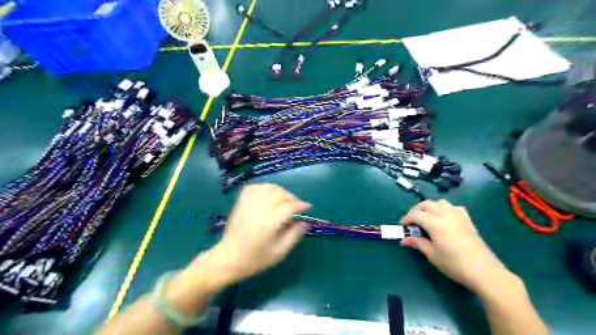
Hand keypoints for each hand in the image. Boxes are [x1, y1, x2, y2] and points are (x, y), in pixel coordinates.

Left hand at [209, 185, 312, 283]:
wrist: (229, 258)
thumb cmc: (255, 259)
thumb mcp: (279, 253)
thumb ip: (294, 236)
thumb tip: (303, 222)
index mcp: (269, 223)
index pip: (289, 207)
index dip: (301, 205)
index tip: (308, 207)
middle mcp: (259, 209)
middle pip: (280, 194)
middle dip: (292, 198)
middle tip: (297, 205)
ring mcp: (248, 204)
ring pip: (269, 188)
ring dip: (280, 191)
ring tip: (285, 199)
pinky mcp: (241, 202)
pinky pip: (255, 187)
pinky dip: (265, 188)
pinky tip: (269, 195)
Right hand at [400, 199, 511, 295]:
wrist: (483, 271)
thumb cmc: (453, 264)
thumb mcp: (432, 254)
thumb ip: (417, 243)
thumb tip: (404, 240)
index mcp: (434, 223)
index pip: (416, 214)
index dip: (407, 218)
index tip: (402, 225)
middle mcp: (445, 215)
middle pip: (427, 204)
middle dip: (416, 209)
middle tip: (412, 220)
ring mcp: (458, 216)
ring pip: (440, 203)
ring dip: (431, 207)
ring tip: (427, 217)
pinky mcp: (468, 220)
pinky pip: (454, 207)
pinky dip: (445, 209)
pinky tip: (445, 218)